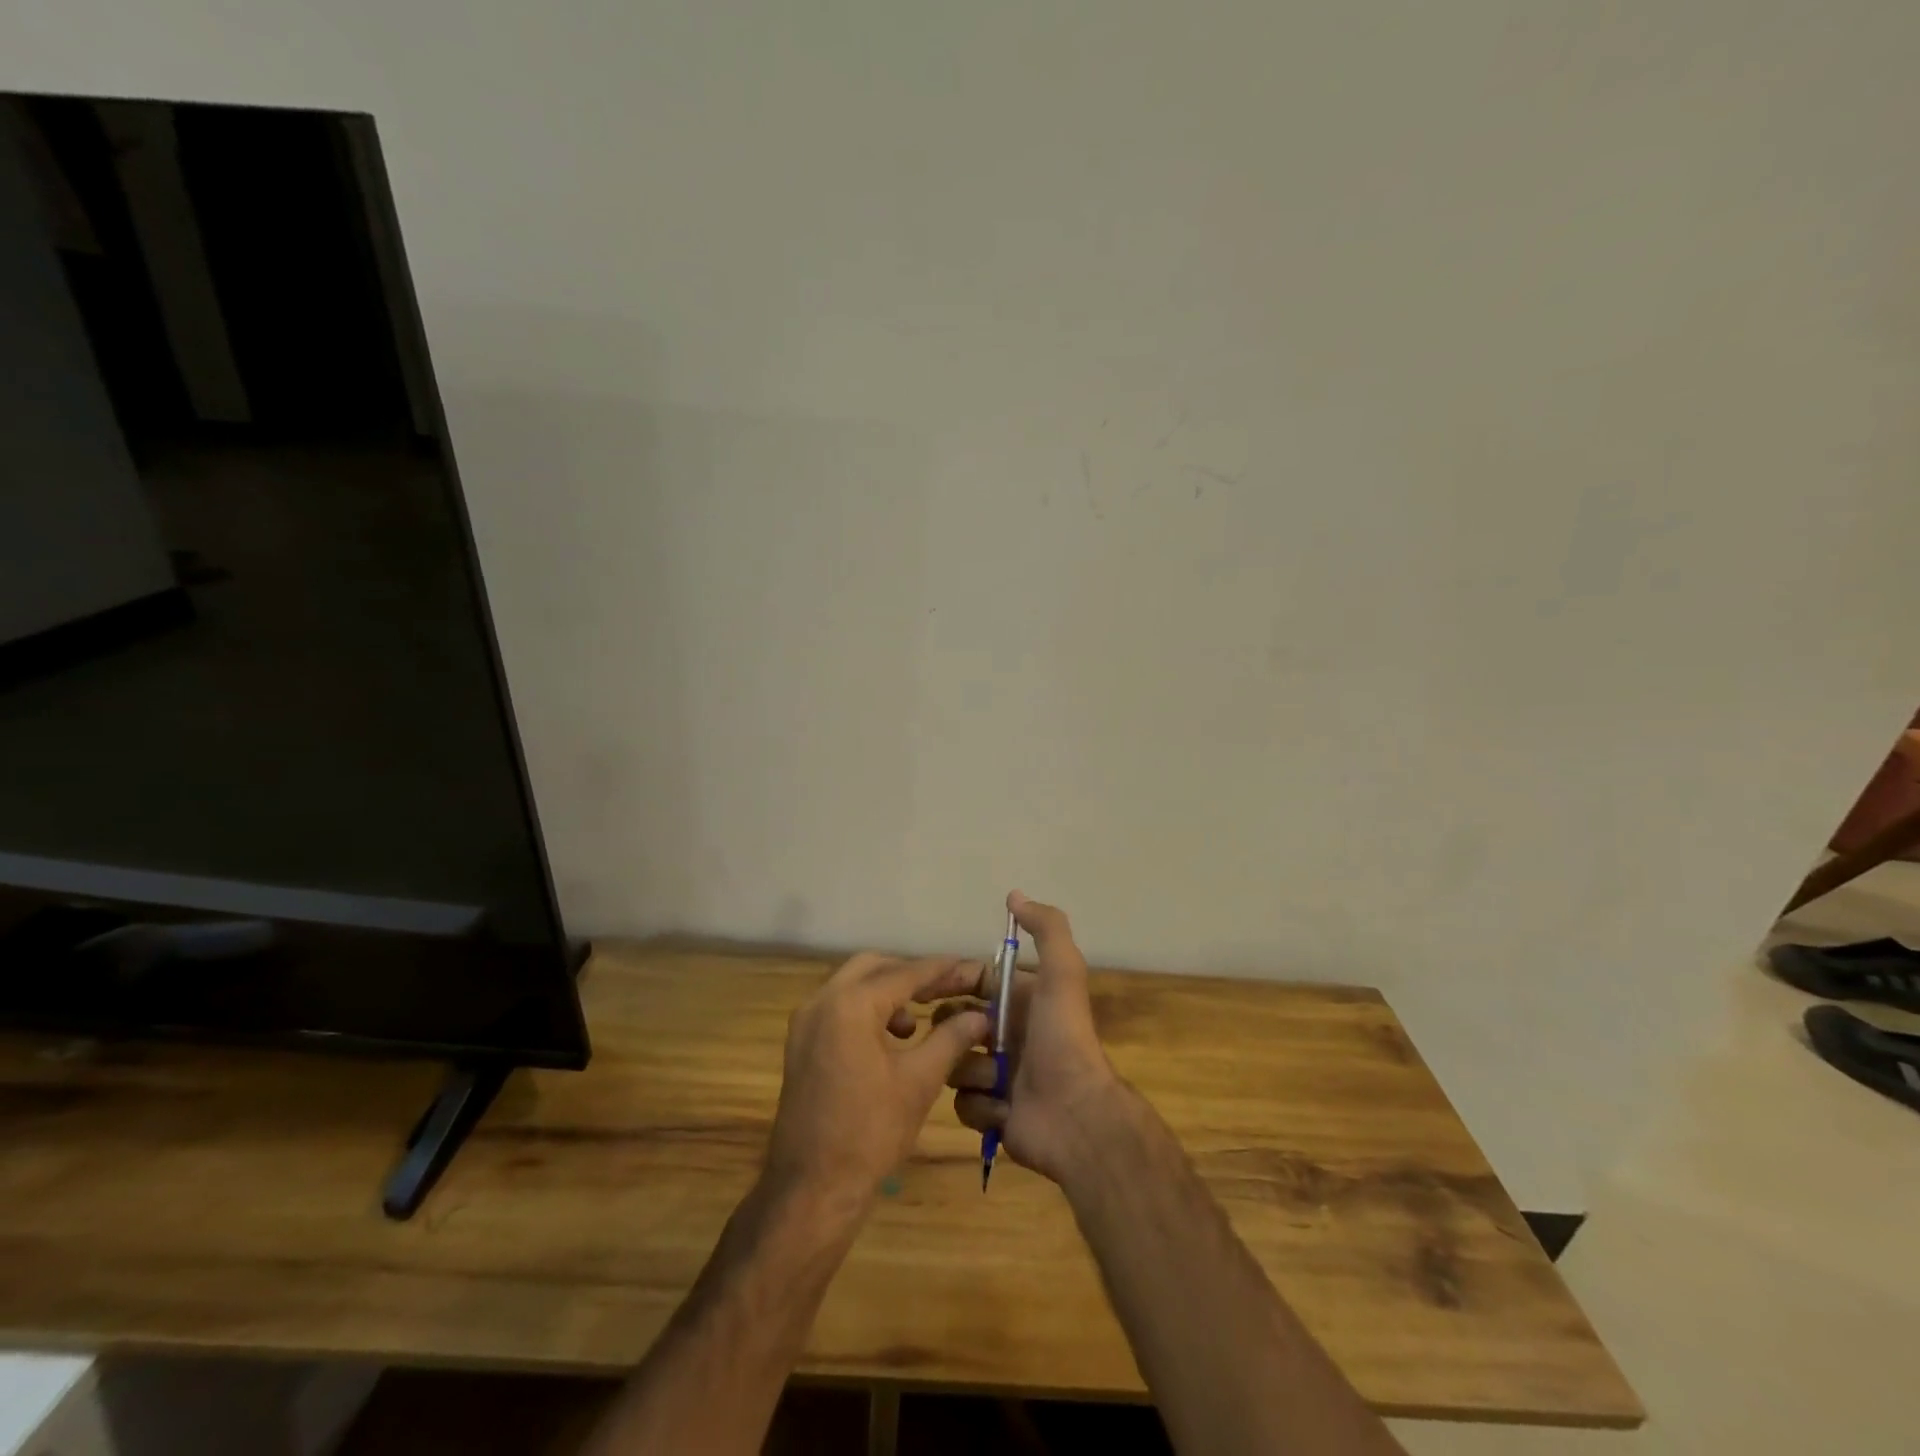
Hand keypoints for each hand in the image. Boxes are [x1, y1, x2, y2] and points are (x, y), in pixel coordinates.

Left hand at [764, 953, 989, 1207]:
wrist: (811, 1190)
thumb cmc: (870, 1133)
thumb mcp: (920, 1081)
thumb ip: (951, 1038)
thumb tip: (981, 1014)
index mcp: (850, 1004)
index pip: (906, 973)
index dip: (943, 970)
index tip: (973, 969)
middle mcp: (822, 1000)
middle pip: (875, 966)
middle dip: (913, 974)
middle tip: (948, 989)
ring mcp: (806, 1021)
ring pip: (854, 984)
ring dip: (889, 990)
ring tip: (922, 1017)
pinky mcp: (801, 1043)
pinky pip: (840, 1006)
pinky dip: (869, 1008)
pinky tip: (893, 1037)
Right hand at [945, 891, 1119, 1183]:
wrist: (1076, 1116)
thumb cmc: (1062, 1039)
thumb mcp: (1061, 973)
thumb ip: (1046, 929)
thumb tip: (1015, 894)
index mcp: (1020, 1001)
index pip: (972, 981)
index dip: (950, 981)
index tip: (925, 988)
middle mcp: (1008, 1035)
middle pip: (955, 1023)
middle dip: (952, 1029)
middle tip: (966, 1038)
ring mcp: (999, 1076)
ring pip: (954, 1064)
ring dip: (971, 1071)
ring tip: (996, 1079)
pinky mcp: (993, 1114)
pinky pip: (964, 1103)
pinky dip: (981, 1105)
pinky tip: (1003, 1109)